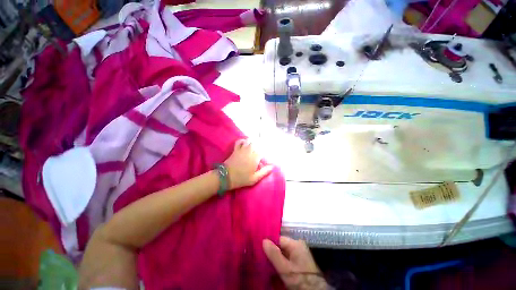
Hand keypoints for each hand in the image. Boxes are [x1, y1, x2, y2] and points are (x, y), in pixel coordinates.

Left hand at [224, 139, 272, 189]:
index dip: (266, 150)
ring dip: (253, 141)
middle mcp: (249, 151)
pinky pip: (239, 141)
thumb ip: (264, 172)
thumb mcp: (254, 178)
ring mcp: (242, 149)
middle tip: (263, 144)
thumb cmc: (241, 179)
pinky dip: (243, 140)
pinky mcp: (235, 149)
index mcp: (255, 158)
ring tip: (256, 142)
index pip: (263, 150)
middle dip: (261, 142)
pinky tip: (245, 142)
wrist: (226, 177)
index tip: (267, 152)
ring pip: (249, 140)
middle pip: (257, 142)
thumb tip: (272, 166)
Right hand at [263, 236, 328, 289]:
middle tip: (262, 257)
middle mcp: (298, 245)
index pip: (278, 238)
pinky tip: (275, 266)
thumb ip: (274, 254)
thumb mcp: (285, 268)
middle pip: (281, 245)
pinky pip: (287, 257)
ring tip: (267, 262)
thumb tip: (264, 240)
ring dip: (276, 257)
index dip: (269, 244)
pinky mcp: (300, 260)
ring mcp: (299, 252)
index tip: (260, 249)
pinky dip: (281, 261)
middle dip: (272, 251)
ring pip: (283, 251)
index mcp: (295, 243)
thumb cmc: (299, 279)